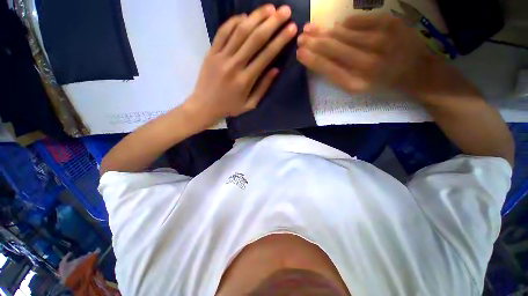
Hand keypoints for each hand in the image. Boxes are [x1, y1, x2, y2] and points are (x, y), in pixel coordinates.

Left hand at [185, 4, 297, 122]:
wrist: (204, 106)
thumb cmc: (230, 107)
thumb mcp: (250, 104)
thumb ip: (263, 88)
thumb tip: (276, 69)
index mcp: (246, 80)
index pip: (266, 55)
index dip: (280, 40)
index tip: (291, 28)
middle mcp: (234, 65)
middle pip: (255, 38)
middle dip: (272, 23)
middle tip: (285, 11)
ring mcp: (220, 56)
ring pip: (240, 31)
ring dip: (256, 17)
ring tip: (269, 8)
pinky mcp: (211, 52)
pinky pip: (222, 32)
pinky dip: (234, 22)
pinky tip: (245, 16)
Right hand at [296, 14, 439, 94]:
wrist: (417, 71)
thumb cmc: (382, 84)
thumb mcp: (357, 88)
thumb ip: (337, 75)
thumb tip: (318, 58)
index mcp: (356, 82)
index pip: (326, 68)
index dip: (311, 59)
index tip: (299, 52)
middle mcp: (366, 63)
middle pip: (332, 48)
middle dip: (313, 42)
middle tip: (301, 36)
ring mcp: (380, 41)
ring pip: (343, 33)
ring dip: (324, 30)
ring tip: (310, 28)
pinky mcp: (390, 24)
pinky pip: (359, 21)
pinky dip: (345, 23)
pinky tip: (337, 25)